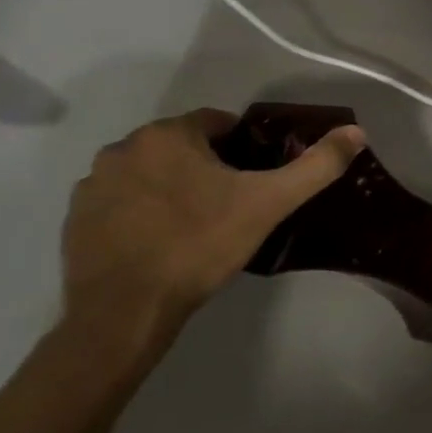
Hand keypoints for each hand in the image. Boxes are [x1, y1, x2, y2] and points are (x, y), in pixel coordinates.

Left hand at [60, 108, 364, 367]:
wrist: (126, 310)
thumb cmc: (201, 244)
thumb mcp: (271, 203)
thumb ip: (317, 165)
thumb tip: (357, 132)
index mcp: (168, 136)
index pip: (219, 122)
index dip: (246, 146)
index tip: (259, 177)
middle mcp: (122, 149)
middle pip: (184, 146)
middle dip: (210, 165)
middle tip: (237, 202)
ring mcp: (92, 184)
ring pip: (152, 172)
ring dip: (175, 186)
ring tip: (201, 224)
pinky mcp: (74, 219)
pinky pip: (123, 200)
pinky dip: (145, 211)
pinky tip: (164, 241)